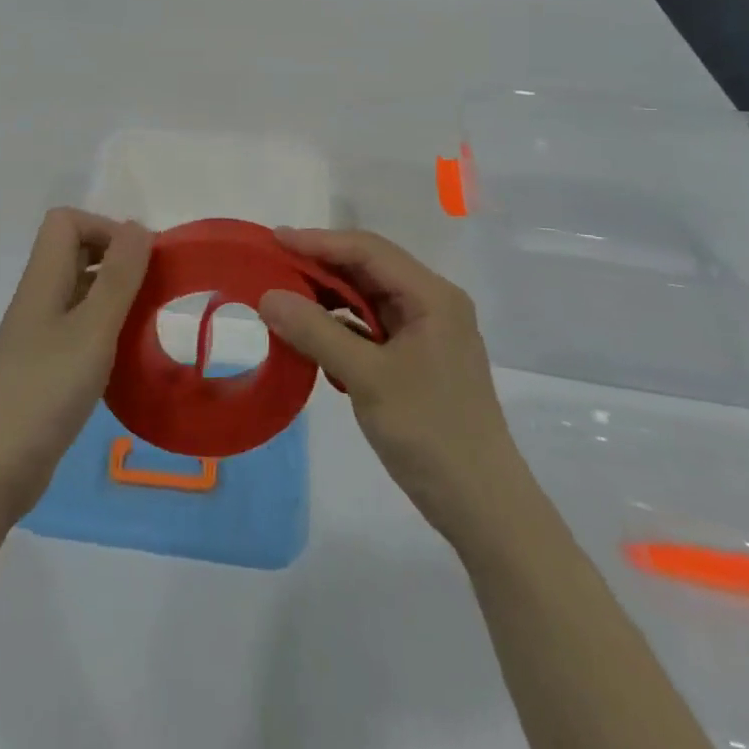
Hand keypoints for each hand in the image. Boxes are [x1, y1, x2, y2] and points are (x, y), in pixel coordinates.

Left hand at [0, 209, 152, 517]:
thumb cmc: (46, 390)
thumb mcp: (93, 329)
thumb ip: (117, 277)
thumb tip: (137, 226)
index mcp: (43, 280)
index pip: (66, 222)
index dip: (104, 228)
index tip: (140, 260)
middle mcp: (38, 298)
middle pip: (73, 252)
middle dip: (116, 259)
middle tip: (152, 288)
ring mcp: (38, 334)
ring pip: (79, 292)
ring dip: (113, 296)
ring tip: (147, 321)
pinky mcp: (44, 367)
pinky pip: (78, 328)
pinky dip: (105, 330)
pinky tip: (126, 357)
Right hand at [257, 228, 522, 542]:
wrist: (482, 507)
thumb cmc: (430, 433)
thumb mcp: (367, 378)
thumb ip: (316, 331)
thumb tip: (267, 296)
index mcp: (431, 296)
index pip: (367, 250)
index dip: (319, 241)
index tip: (273, 240)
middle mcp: (431, 303)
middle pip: (367, 268)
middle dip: (319, 266)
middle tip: (271, 268)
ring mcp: (425, 331)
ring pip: (366, 297)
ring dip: (326, 297)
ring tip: (283, 299)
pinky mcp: (416, 358)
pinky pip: (369, 326)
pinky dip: (339, 326)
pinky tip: (311, 337)